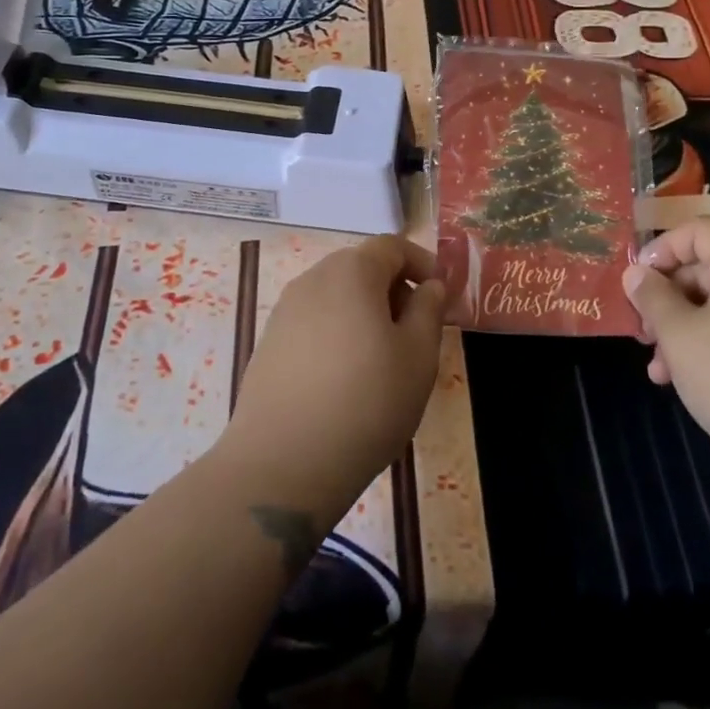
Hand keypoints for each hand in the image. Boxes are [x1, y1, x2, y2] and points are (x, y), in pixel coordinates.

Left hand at [217, 236, 444, 527]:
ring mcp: (284, 311)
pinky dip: (337, 334)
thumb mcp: (419, 356)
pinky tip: (345, 379)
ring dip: (365, 312)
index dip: (422, 262)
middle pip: (361, 267)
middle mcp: (312, 279)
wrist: (283, 463)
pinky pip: (313, 323)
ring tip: (383, 359)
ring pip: (336, 296)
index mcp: (352, 271)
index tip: (441, 294)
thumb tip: (430, 285)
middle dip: (394, 289)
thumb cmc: (367, 401)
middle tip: (416, 330)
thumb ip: (429, 309)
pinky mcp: (268, 344)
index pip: (392, 246)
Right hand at [622, 217, 709, 497]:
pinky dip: (705, 350)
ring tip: (656, 367)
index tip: (639, 280)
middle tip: (641, 329)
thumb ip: (652, 297)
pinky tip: (680, 382)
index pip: (701, 230)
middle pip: (706, 269)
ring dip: (680, 329)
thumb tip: (637, 273)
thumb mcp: (678, 334)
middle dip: (666, 297)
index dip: (664, 247)